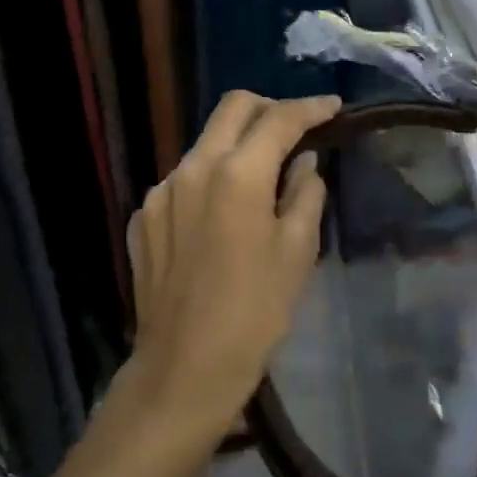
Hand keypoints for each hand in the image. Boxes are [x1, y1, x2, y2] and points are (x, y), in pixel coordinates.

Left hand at [125, 91, 339, 435]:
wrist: (184, 369)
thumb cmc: (255, 314)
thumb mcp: (297, 253)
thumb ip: (305, 194)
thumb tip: (304, 162)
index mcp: (236, 174)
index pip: (278, 120)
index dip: (310, 108)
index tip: (333, 107)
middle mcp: (191, 169)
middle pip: (232, 109)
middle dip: (268, 109)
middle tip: (296, 128)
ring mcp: (160, 192)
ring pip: (204, 145)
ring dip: (236, 147)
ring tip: (261, 179)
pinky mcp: (143, 217)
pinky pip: (182, 182)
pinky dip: (209, 182)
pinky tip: (221, 218)